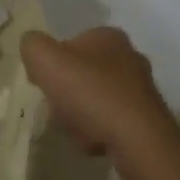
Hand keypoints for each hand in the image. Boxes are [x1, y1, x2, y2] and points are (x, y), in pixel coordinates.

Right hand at [19, 27, 179, 179]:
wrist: (138, 140)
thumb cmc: (90, 92)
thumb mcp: (45, 59)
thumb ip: (32, 46)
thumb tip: (33, 48)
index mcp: (108, 36)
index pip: (69, 45)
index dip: (52, 65)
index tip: (44, 84)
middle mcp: (129, 57)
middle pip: (81, 75)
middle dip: (66, 94)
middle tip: (59, 109)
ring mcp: (140, 89)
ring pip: (94, 100)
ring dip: (79, 116)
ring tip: (76, 130)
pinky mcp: (147, 119)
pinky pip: (110, 123)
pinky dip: (98, 133)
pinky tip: (94, 143)